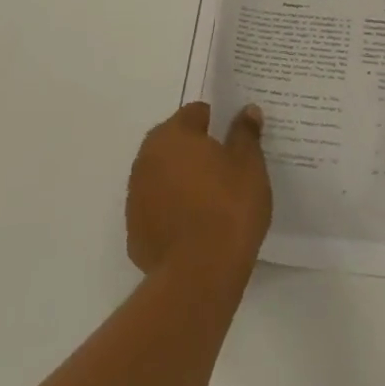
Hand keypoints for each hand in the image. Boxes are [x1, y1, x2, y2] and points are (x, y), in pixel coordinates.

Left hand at [126, 102, 270, 281]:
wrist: (199, 275)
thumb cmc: (228, 208)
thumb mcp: (249, 165)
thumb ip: (245, 133)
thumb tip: (246, 111)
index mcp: (172, 135)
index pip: (196, 113)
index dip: (218, 123)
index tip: (237, 140)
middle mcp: (146, 159)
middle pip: (176, 143)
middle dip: (198, 151)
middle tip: (229, 169)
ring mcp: (136, 196)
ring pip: (164, 176)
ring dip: (183, 180)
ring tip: (214, 200)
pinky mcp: (135, 231)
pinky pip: (158, 209)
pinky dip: (174, 211)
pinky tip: (198, 227)